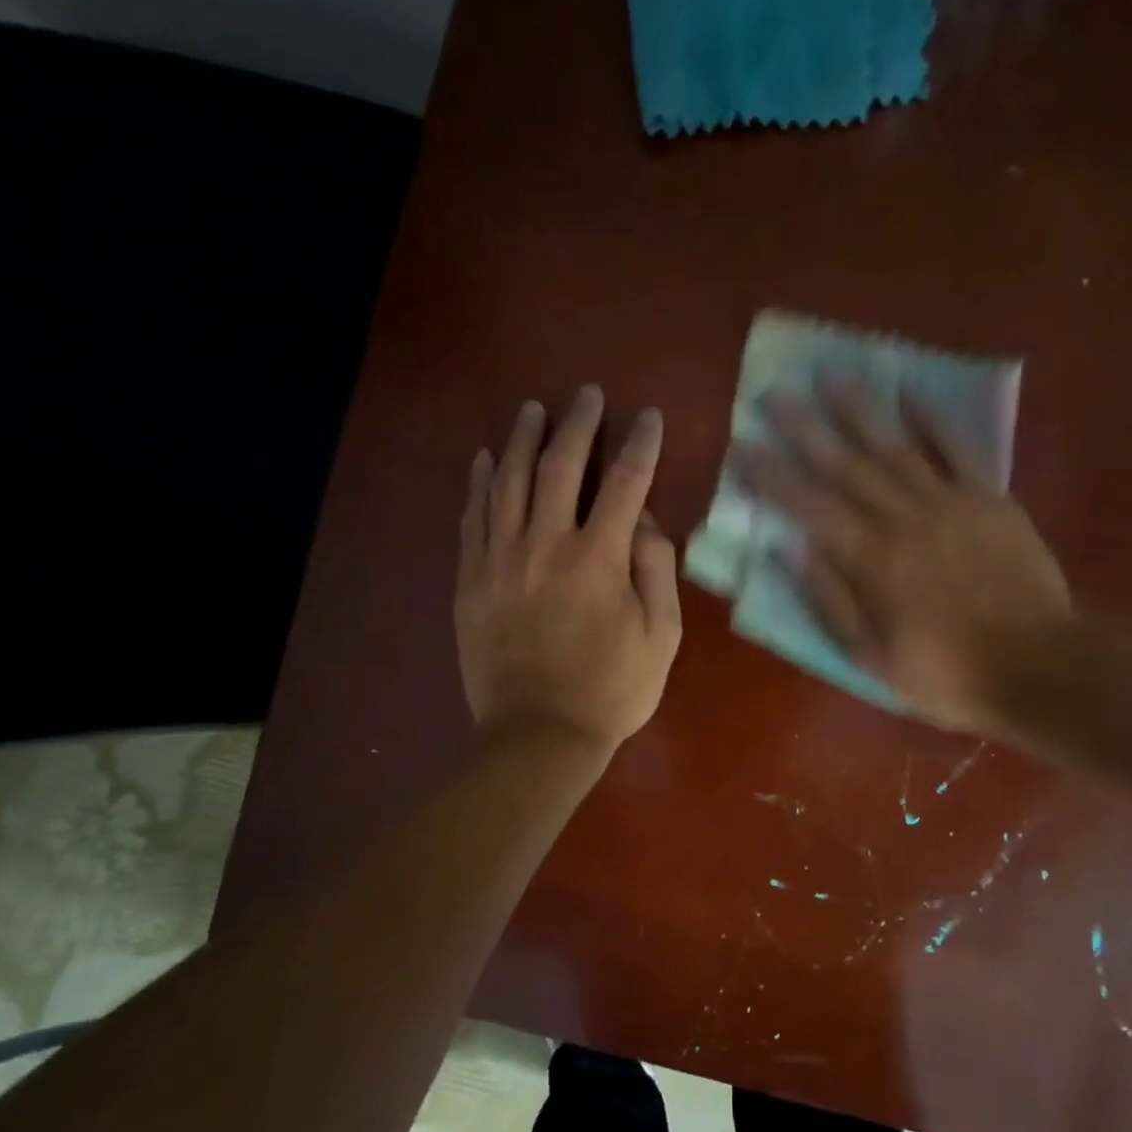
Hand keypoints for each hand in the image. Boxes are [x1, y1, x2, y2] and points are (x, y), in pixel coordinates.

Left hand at [456, 386, 682, 752]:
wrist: (538, 736)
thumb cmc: (612, 691)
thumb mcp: (661, 636)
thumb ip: (656, 570)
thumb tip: (642, 521)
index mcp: (599, 558)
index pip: (625, 483)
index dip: (639, 445)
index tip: (647, 417)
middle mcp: (546, 544)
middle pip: (560, 466)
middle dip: (577, 424)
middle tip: (586, 395)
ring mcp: (500, 560)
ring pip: (508, 481)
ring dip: (522, 438)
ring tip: (531, 408)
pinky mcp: (470, 580)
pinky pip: (472, 518)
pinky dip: (478, 483)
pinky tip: (484, 458)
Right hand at [731, 384, 1073, 732]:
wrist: (1040, 667)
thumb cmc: (946, 673)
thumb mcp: (872, 657)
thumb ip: (830, 600)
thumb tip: (791, 549)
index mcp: (870, 560)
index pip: (808, 507)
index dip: (771, 477)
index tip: (742, 448)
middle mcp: (902, 519)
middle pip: (845, 465)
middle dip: (805, 428)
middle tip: (775, 393)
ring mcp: (949, 503)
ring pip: (894, 446)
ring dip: (859, 409)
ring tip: (832, 374)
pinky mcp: (989, 499)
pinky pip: (958, 450)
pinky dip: (933, 420)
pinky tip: (909, 392)